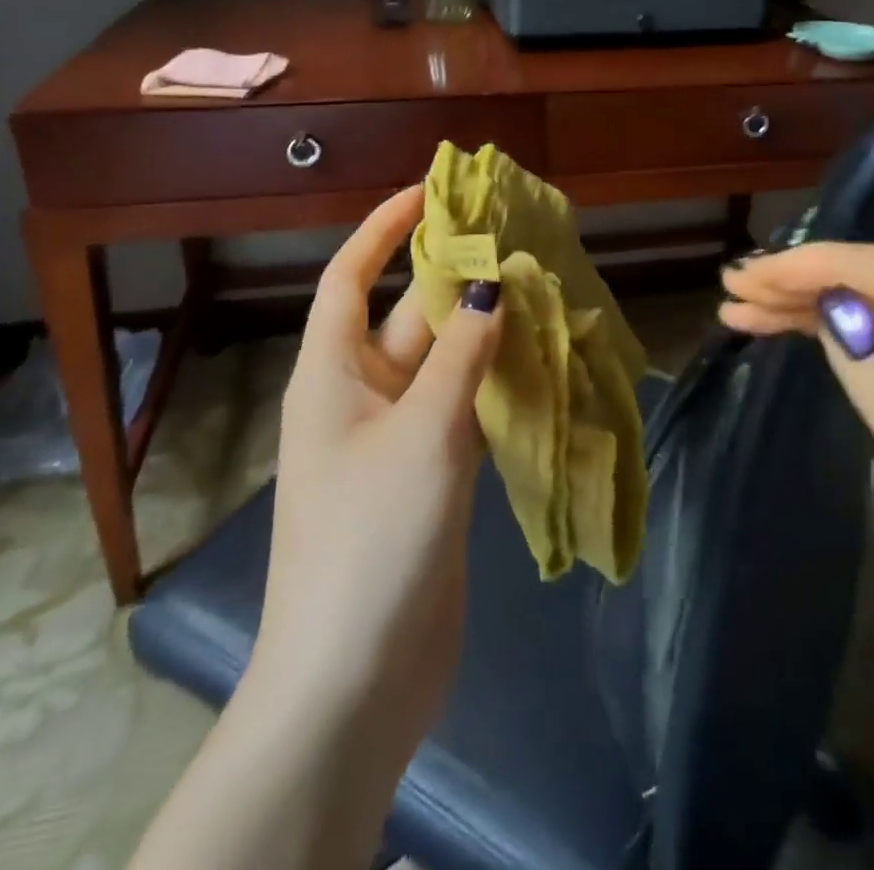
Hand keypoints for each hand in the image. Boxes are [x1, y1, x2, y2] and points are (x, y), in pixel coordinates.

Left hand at [254, 184, 501, 777]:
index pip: (349, 278)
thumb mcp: (421, 434)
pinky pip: (464, 406)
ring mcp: (399, 437)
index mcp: (332, 374)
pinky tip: (540, 360)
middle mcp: (362, 395)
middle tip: (516, 239)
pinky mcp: (431, 474)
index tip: (429, 193)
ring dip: (484, 329)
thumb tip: (491, 288)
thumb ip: (460, 356)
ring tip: (540, 287)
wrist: (356, 679)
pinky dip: (496, 381)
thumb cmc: (373, 540)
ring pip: (444, 361)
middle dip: (455, 277)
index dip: (383, 230)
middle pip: (409, 315)